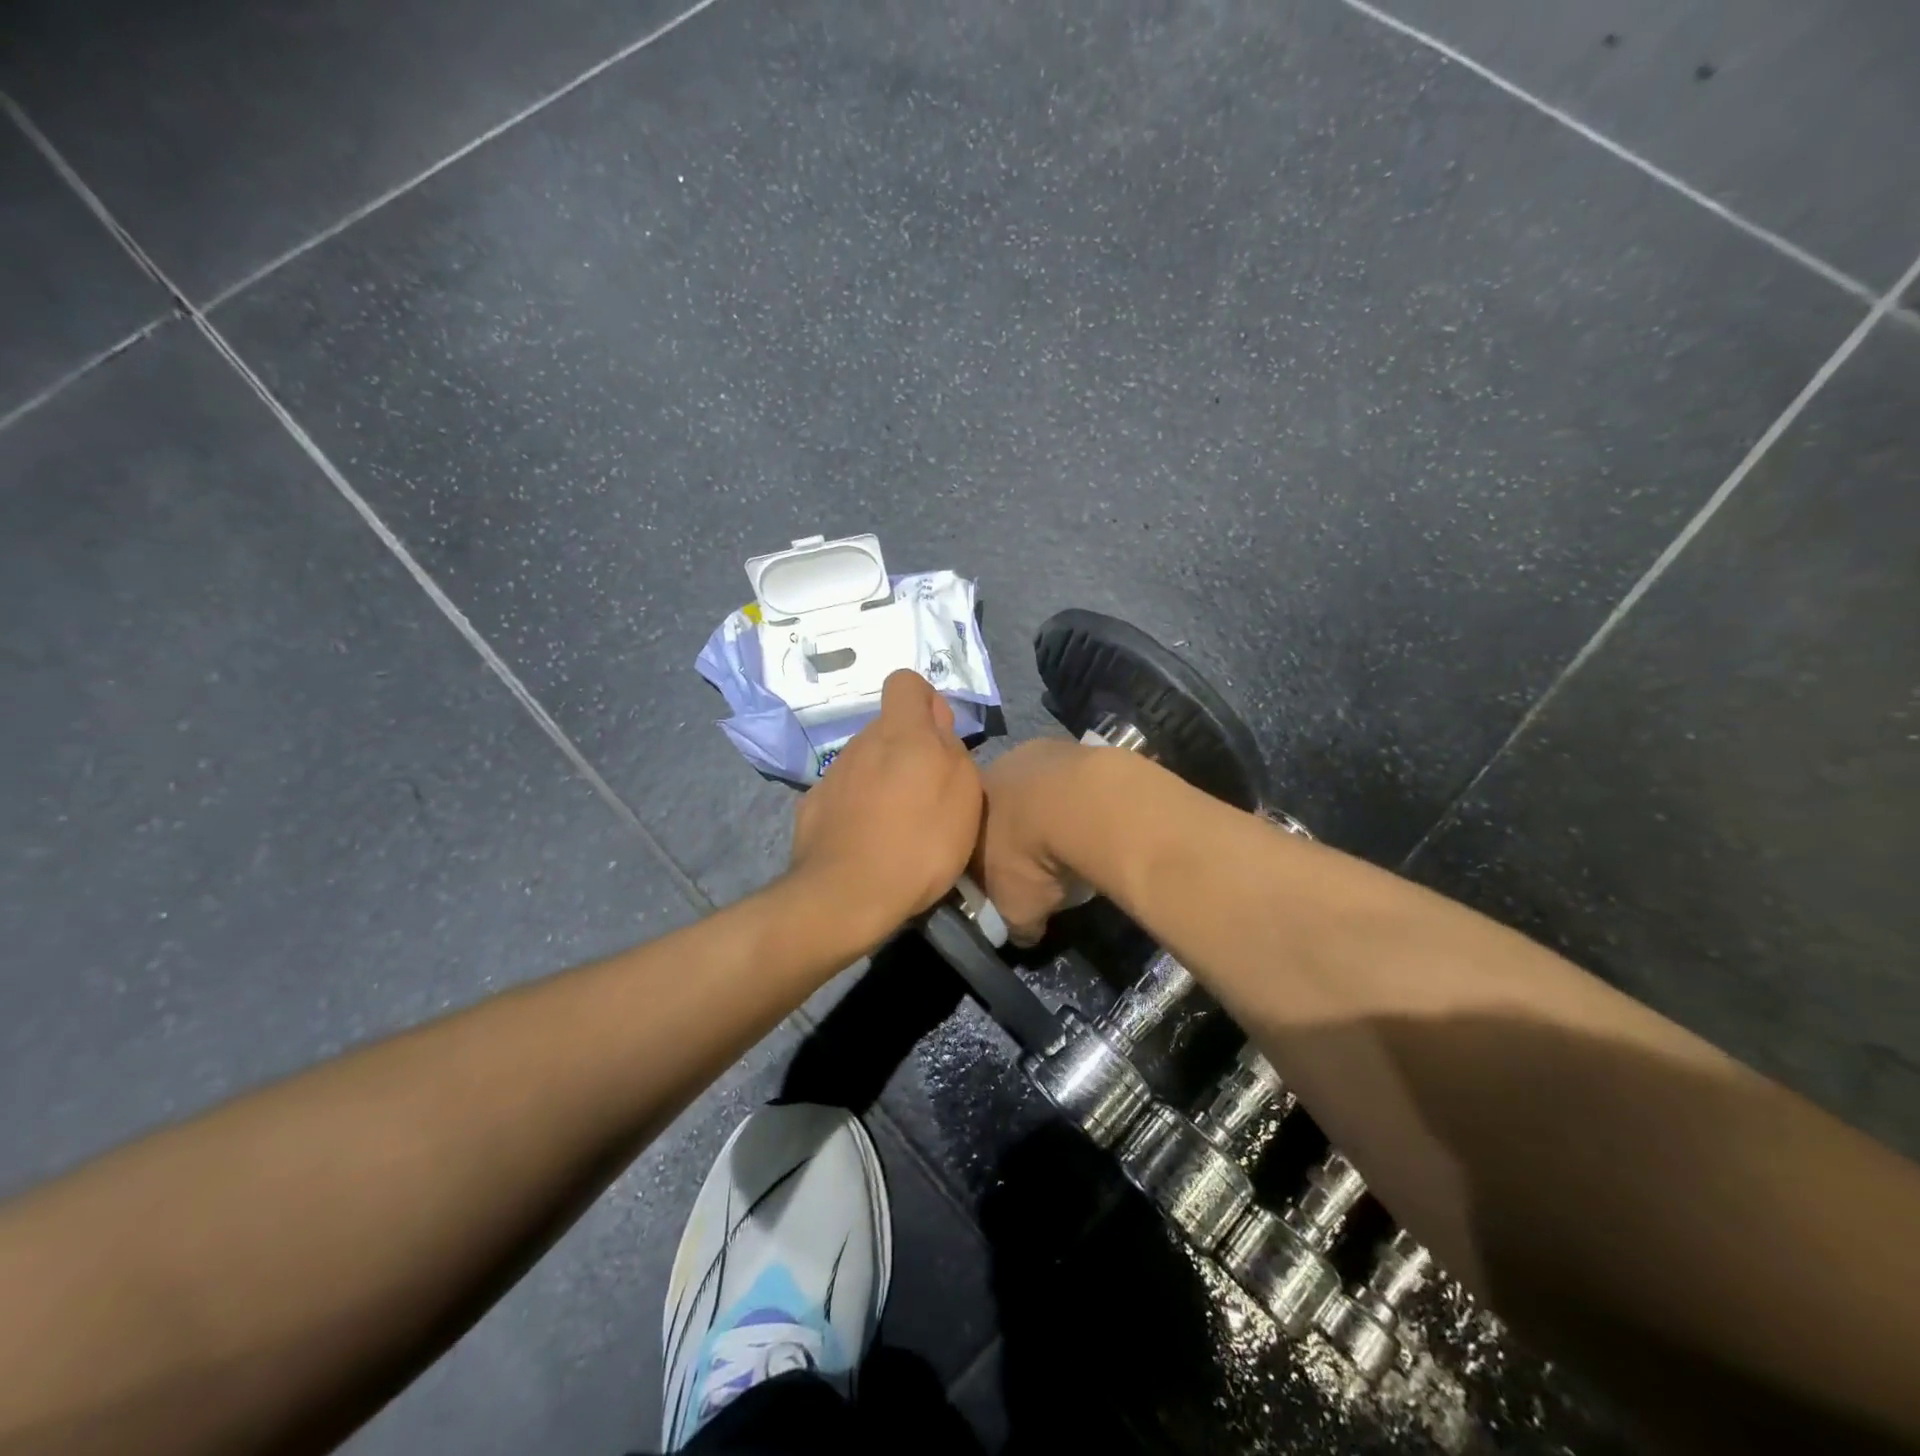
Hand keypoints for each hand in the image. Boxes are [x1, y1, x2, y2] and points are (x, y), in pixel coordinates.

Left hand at [789, 670, 983, 945]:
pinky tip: (868, 842)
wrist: (847, 895)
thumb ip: (951, 748)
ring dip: (883, 780)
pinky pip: (843, 794)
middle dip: (907, 749)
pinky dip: (857, 808)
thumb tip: (936, 726)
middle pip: (887, 728)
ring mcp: (832, 775)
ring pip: (865, 762)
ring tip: (899, 825)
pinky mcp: (812, 806)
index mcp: (900, 732)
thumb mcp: (964, 794)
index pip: (906, 682)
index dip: (926, 702)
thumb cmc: (920, 842)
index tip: (940, 737)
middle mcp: (861, 743)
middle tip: (928, 794)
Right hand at [971, 739, 1096, 945]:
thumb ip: (1015, 923)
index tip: (1001, 877)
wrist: (1081, 805)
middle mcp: (996, 770)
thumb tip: (1024, 935)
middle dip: (1017, 827)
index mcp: (970, 806)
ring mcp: (1037, 752)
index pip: (967, 832)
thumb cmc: (1030, 858)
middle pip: (1002, 802)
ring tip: (1072, 838)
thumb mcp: (1017, 908)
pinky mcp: (1076, 746)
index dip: (981, 856)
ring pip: (1039, 785)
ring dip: (1051, 807)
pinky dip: (1081, 797)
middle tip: (1039, 857)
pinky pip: (1074, 777)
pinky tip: (1096, 819)